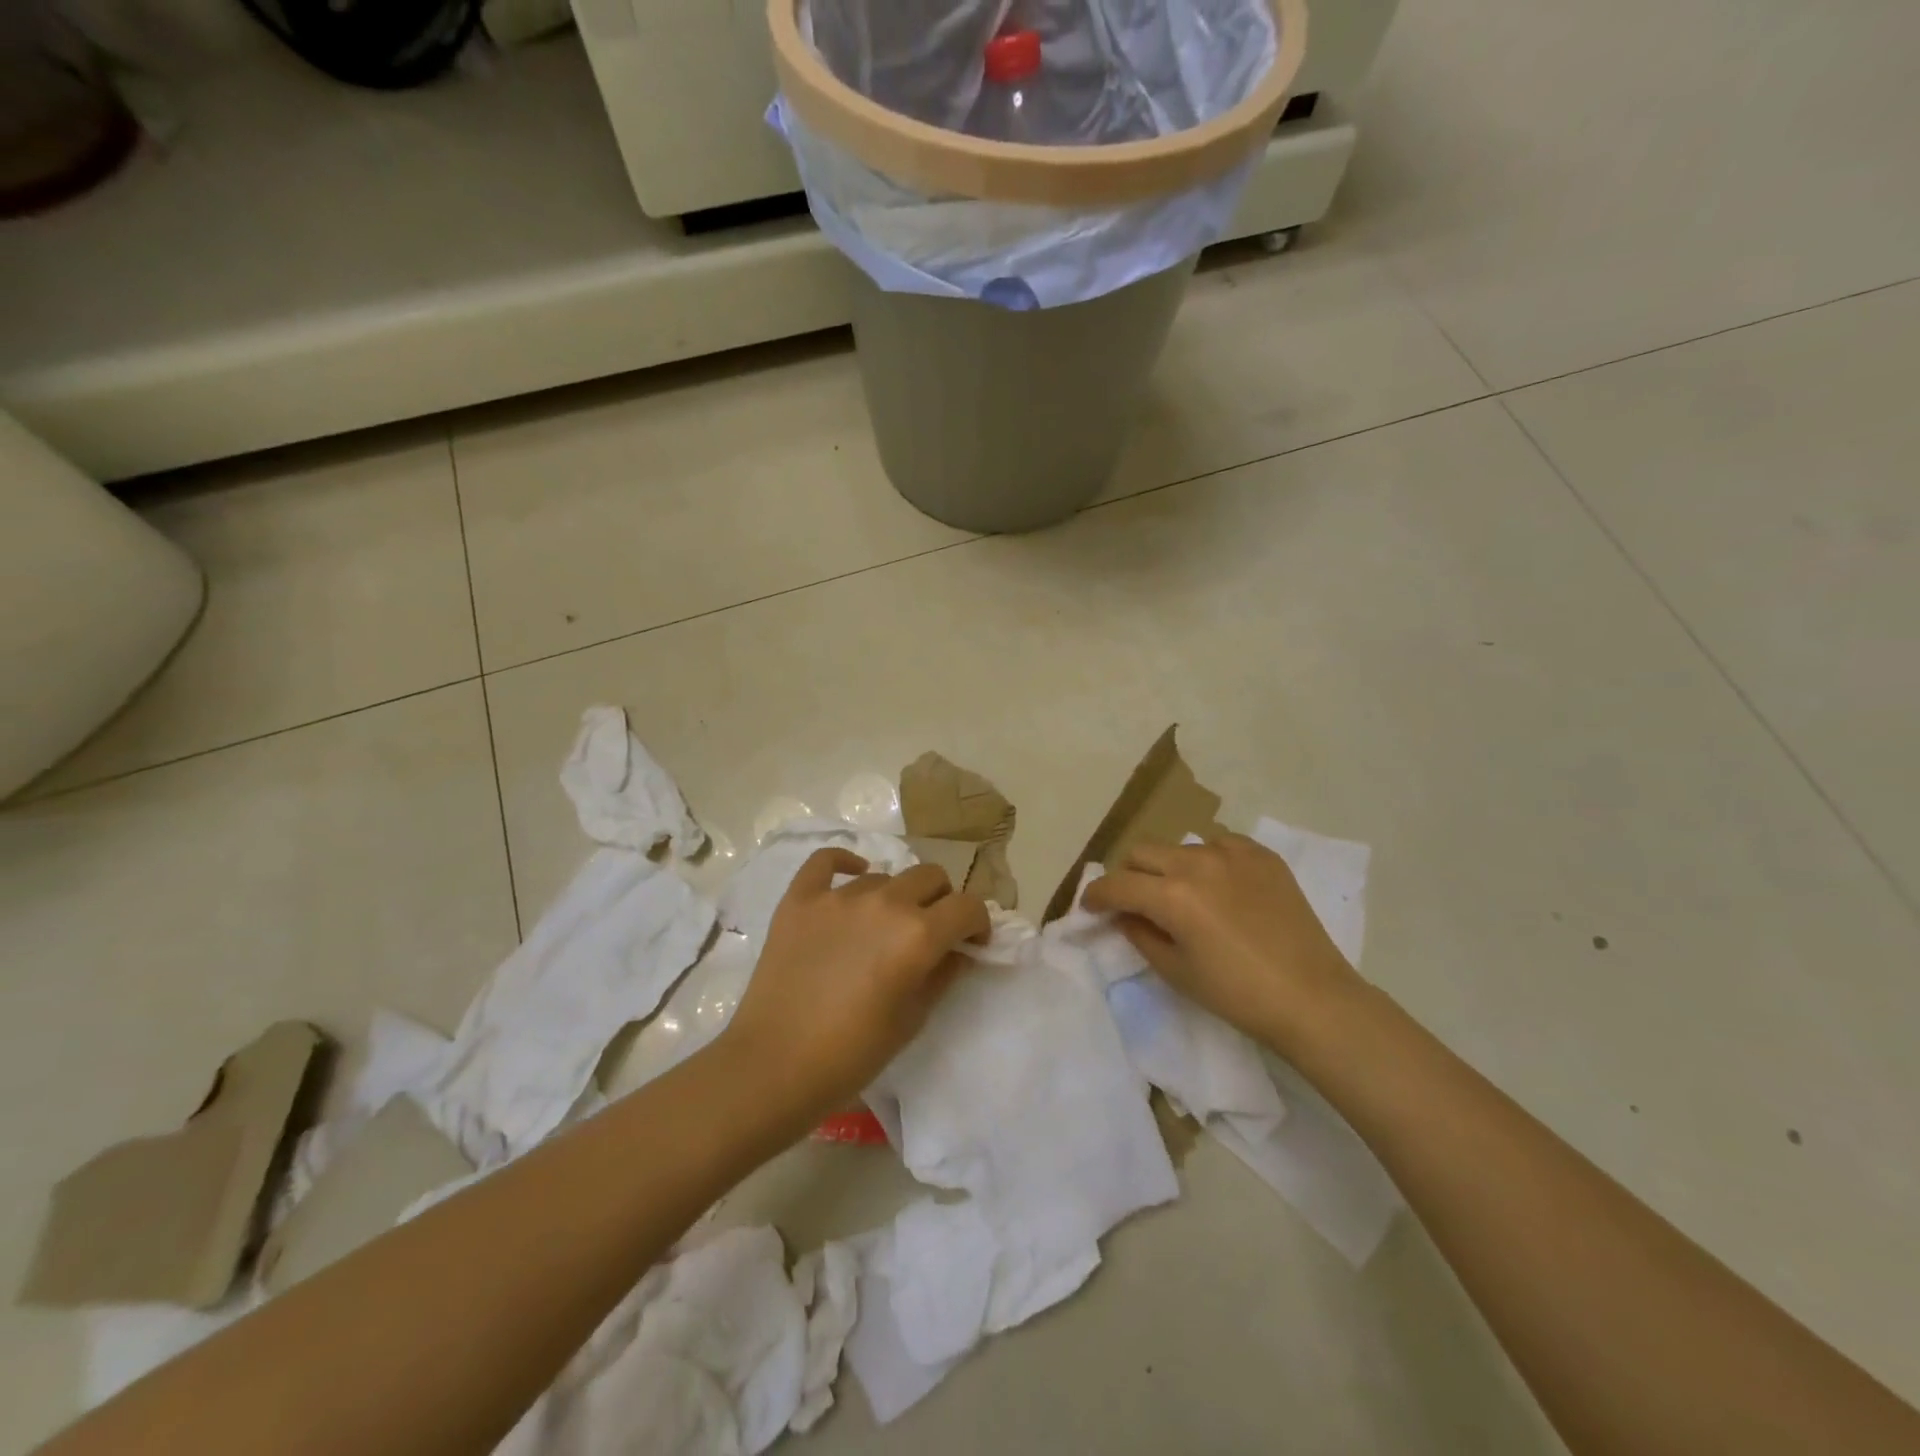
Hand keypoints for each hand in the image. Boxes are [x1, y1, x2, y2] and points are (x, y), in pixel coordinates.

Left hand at [719, 849, 989, 1125]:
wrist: (774, 1066)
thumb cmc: (852, 1054)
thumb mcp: (913, 1019)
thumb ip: (943, 975)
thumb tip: (958, 951)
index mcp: (918, 934)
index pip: (967, 906)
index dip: (977, 922)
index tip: (971, 942)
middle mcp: (884, 902)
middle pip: (930, 877)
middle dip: (941, 901)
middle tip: (930, 932)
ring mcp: (838, 896)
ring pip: (884, 877)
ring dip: (895, 897)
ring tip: (880, 928)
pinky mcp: (800, 898)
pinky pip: (827, 861)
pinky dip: (845, 864)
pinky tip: (852, 877)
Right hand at [1082, 833, 1362, 1057]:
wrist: (1312, 997)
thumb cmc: (1237, 994)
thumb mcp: (1176, 971)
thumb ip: (1140, 934)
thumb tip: (1124, 914)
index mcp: (1172, 895)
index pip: (1117, 884)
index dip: (1096, 895)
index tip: (1090, 906)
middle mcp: (1197, 862)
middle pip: (1142, 853)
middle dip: (1129, 875)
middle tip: (1134, 901)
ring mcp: (1233, 853)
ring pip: (1180, 846)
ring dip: (1169, 867)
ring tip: (1182, 895)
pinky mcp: (1262, 855)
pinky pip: (1219, 844)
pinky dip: (1207, 861)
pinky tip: (1219, 886)